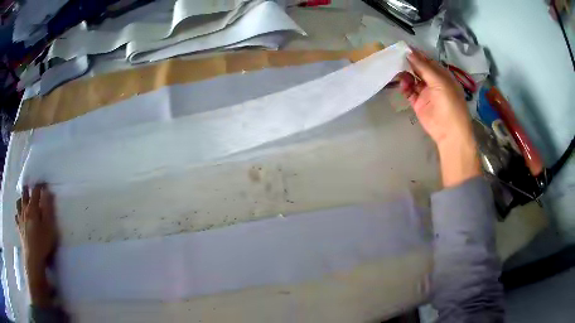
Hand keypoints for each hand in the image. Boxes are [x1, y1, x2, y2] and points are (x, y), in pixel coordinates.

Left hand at [16, 184, 56, 306]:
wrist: (33, 258)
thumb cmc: (42, 243)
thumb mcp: (49, 227)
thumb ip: (49, 209)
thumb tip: (48, 192)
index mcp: (32, 207)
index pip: (36, 191)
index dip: (40, 186)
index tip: (44, 183)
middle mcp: (24, 209)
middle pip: (24, 194)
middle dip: (28, 188)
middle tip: (31, 187)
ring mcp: (20, 218)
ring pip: (18, 203)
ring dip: (21, 199)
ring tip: (23, 200)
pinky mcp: (19, 228)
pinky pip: (16, 217)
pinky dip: (18, 214)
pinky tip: (19, 216)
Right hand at [398, 51, 480, 186]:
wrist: (449, 132)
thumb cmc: (450, 104)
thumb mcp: (439, 82)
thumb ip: (424, 67)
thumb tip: (410, 53)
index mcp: (442, 75)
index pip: (428, 61)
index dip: (417, 54)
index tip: (403, 47)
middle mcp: (433, 82)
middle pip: (418, 69)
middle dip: (409, 63)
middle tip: (395, 56)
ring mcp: (425, 92)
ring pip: (412, 79)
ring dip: (405, 74)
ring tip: (396, 70)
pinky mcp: (418, 103)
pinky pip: (409, 91)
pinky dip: (404, 86)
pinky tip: (401, 83)